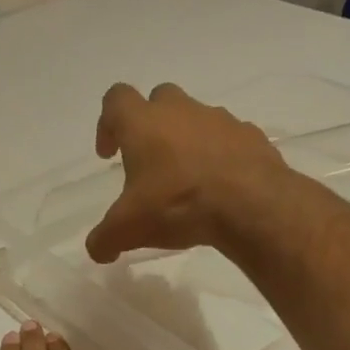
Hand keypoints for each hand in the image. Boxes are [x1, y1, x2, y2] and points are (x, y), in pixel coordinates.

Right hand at [84, 83, 286, 264]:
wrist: (251, 204)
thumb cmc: (177, 205)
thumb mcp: (128, 230)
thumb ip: (104, 239)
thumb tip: (98, 251)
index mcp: (144, 124)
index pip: (116, 100)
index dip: (107, 124)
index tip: (109, 154)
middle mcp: (181, 111)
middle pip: (159, 99)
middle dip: (150, 125)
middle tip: (149, 161)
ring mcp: (220, 120)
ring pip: (197, 118)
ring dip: (187, 140)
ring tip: (186, 181)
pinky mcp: (251, 137)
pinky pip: (229, 140)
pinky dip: (220, 156)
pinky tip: (219, 188)